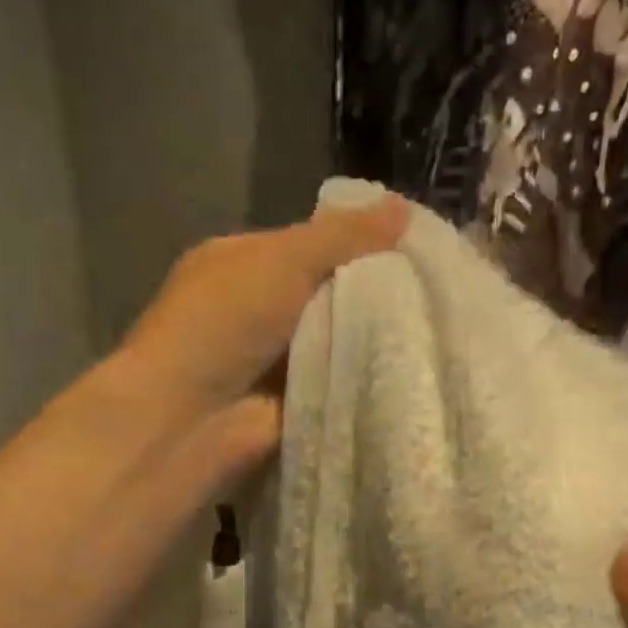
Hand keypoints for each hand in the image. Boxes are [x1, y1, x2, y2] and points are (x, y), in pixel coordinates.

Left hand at [122, 197, 408, 445]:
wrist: (191, 421)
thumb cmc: (223, 324)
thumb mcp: (283, 260)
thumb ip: (344, 236)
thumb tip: (404, 207)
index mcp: (242, 262)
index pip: (312, 243)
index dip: (359, 240)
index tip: (416, 242)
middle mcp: (258, 308)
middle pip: (330, 291)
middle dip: (375, 290)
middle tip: (435, 284)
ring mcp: (276, 359)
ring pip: (340, 337)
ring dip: (376, 335)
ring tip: (436, 322)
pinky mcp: (295, 402)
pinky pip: (341, 379)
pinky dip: (368, 374)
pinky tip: (413, 363)